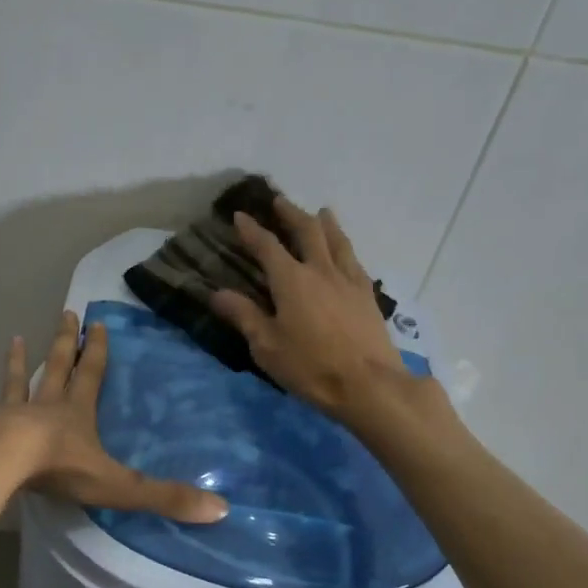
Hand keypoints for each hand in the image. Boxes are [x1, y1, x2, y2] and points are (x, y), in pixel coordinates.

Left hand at [0, 312, 228, 522]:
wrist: (0, 463)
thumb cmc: (59, 469)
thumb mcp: (118, 485)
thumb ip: (164, 497)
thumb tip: (220, 508)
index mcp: (76, 414)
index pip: (91, 375)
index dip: (97, 351)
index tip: (97, 324)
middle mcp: (44, 406)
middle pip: (56, 367)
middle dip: (63, 342)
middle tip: (65, 313)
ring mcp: (9, 414)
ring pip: (17, 382)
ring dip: (18, 363)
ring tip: (14, 339)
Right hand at [211, 197, 430, 425]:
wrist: (370, 385)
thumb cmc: (311, 367)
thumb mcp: (267, 346)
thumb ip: (244, 316)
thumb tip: (217, 293)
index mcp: (291, 280)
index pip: (267, 246)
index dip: (252, 230)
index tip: (240, 215)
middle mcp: (321, 270)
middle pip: (307, 231)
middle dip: (291, 214)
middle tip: (280, 201)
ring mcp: (349, 281)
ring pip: (337, 241)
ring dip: (326, 223)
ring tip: (322, 212)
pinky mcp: (368, 296)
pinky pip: (355, 261)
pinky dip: (345, 248)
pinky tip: (346, 252)